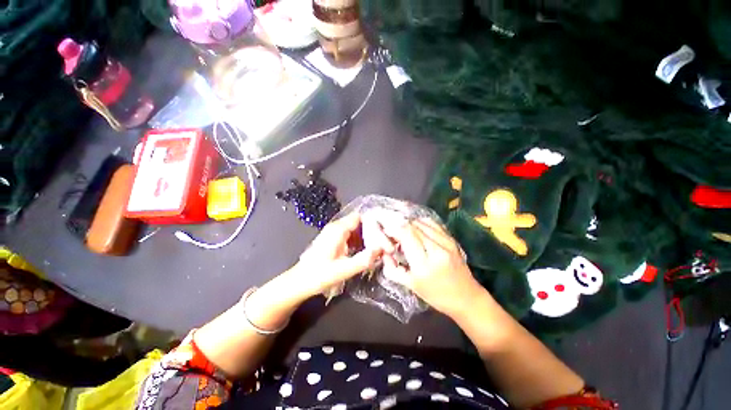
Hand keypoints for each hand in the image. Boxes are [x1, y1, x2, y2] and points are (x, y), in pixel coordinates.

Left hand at [288, 212, 380, 299]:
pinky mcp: (334, 238)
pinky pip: (351, 234)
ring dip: (367, 236)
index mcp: (338, 229)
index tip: (385, 234)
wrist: (300, 282)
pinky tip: (366, 251)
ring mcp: (335, 232)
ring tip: (379, 247)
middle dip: (372, 231)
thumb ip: (363, 260)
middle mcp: (337, 226)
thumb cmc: (319, 276)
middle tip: (384, 243)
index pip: (361, 217)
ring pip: (356, 228)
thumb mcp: (343, 270)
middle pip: (360, 222)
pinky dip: (360, 240)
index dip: (374, 223)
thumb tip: (381, 249)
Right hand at [380, 218, 481, 316]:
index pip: (406, 235)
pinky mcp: (451, 239)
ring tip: (403, 232)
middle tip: (393, 233)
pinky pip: (432, 223)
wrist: (466, 297)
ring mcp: (446, 242)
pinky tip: (416, 230)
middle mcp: (436, 249)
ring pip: (422, 222)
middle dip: (399, 226)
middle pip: (413, 226)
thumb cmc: (436, 295)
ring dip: (409, 224)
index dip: (393, 229)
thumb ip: (393, 270)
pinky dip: (420, 223)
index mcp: (424, 265)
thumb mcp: (411, 286)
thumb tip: (384, 253)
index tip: (386, 232)